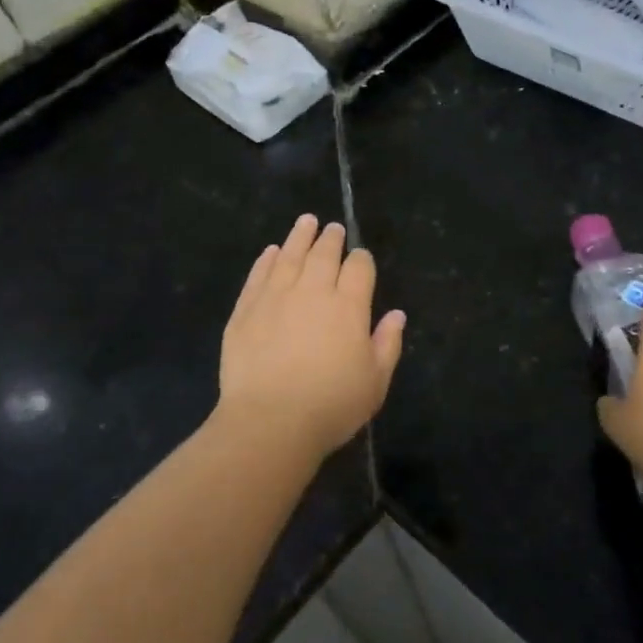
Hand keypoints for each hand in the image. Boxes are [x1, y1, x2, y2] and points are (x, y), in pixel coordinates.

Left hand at [215, 214, 406, 464]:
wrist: (270, 421)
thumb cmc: (331, 405)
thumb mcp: (375, 382)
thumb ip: (387, 343)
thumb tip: (396, 314)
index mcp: (348, 306)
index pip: (358, 268)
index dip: (361, 259)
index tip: (360, 257)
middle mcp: (313, 291)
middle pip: (324, 254)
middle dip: (331, 238)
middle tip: (332, 228)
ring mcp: (275, 297)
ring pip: (290, 255)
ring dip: (300, 236)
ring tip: (306, 221)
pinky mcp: (246, 310)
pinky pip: (258, 275)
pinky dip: (267, 260)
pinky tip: (272, 251)